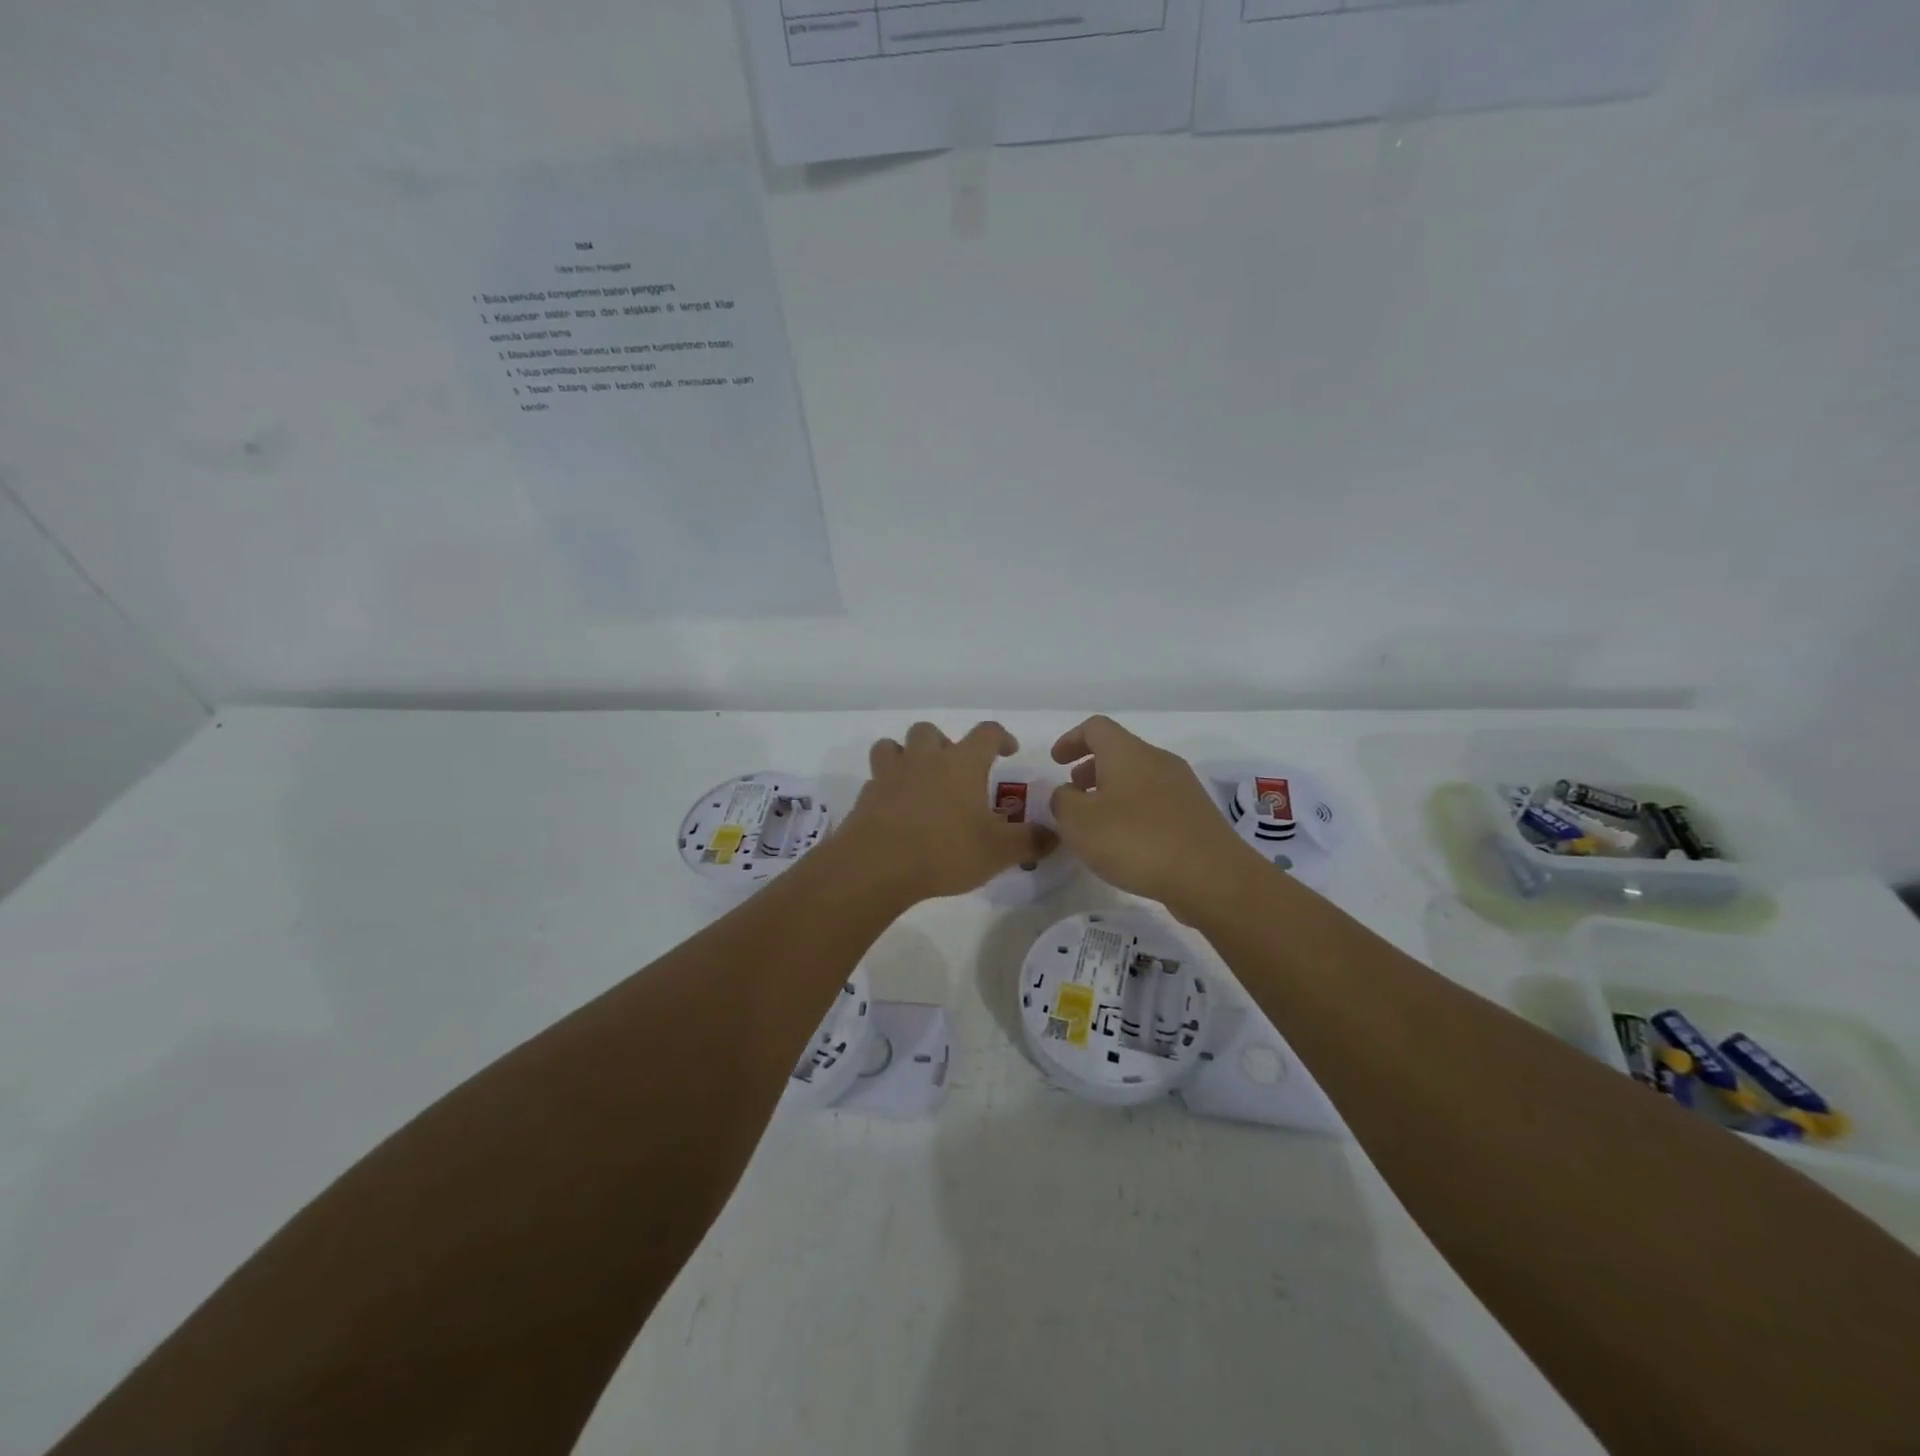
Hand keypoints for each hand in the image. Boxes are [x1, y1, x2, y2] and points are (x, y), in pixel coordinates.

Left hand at [837, 721, 1056, 902]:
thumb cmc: (945, 851)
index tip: (1008, 750)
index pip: (986, 733)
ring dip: (906, 756)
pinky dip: (887, 787)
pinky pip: (876, 779)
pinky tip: (896, 811)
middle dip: (945, 744)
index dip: (1001, 737)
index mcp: (962, 763)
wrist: (877, 866)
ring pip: (893, 746)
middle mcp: (925, 759)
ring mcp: (890, 774)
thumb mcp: (998, 852)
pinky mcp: (866, 796)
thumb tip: (1055, 836)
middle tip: (955, 771)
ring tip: (918, 781)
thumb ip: (1029, 842)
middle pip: (931, 732)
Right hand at [1049, 715, 1265, 915]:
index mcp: (1128, 753)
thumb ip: (1063, 801)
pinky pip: (1156, 800)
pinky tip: (1126, 842)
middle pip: (1120, 751)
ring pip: (1139, 777)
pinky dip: (1133, 809)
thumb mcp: (1080, 822)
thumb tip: (1067, 793)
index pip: (1096, 728)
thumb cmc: (1136, 841)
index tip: (1056, 761)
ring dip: (1112, 791)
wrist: (1211, 877)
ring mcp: (1182, 787)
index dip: (1071, 739)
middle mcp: (1158, 760)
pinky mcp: (1195, 815)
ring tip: (1096, 822)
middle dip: (1091, 767)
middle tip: (1073, 791)